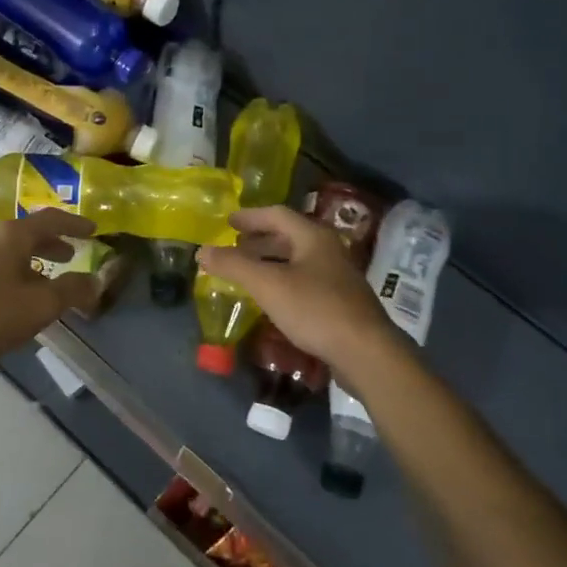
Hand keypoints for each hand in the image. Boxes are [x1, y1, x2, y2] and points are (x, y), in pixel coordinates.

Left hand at [0, 209, 101, 369]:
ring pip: (12, 251)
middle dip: (53, 243)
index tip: (93, 229)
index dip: (74, 224)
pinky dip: (17, 271)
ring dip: (34, 260)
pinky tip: (19, 295)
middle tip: (72, 254)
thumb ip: (72, 290)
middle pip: (29, 233)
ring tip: (48, 278)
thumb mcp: (41, 304)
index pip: (51, 219)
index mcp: (14, 236)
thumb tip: (96, 281)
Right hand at [196, 206, 396, 374]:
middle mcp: (328, 250)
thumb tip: (202, 251)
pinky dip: (282, 281)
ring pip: (297, 260)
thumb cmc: (315, 309)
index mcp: (313, 237)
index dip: (250, 217)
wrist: (365, 352)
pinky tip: (272, 298)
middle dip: (259, 240)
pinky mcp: (340, 302)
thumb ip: (234, 266)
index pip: (277, 215)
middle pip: (289, 237)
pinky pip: (304, 281)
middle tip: (234, 247)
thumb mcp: (268, 285)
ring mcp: (337, 277)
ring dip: (271, 262)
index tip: (228, 221)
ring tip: (247, 272)